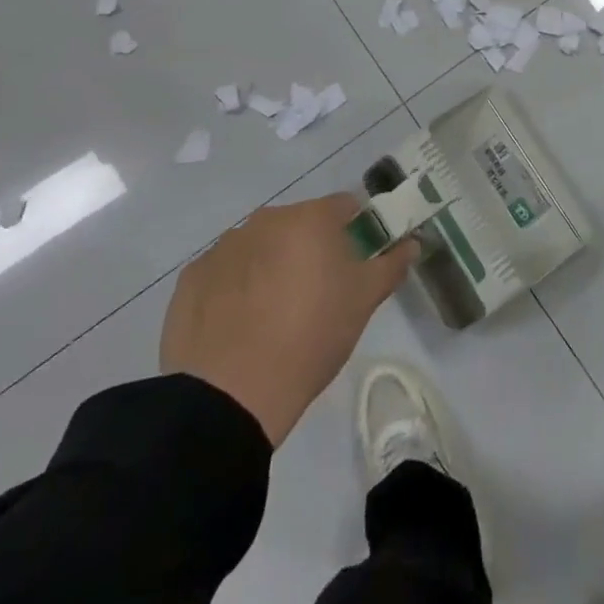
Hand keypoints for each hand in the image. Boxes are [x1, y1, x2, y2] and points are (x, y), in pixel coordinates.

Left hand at [161, 194, 417, 446]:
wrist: (229, 396)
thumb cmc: (310, 337)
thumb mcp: (364, 301)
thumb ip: (392, 264)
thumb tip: (412, 242)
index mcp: (310, 217)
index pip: (346, 207)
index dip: (357, 231)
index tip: (357, 264)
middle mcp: (265, 219)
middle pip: (300, 224)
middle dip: (312, 248)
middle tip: (318, 294)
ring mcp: (223, 246)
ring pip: (261, 246)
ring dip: (272, 265)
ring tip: (275, 314)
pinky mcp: (191, 278)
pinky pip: (225, 272)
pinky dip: (235, 287)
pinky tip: (239, 324)